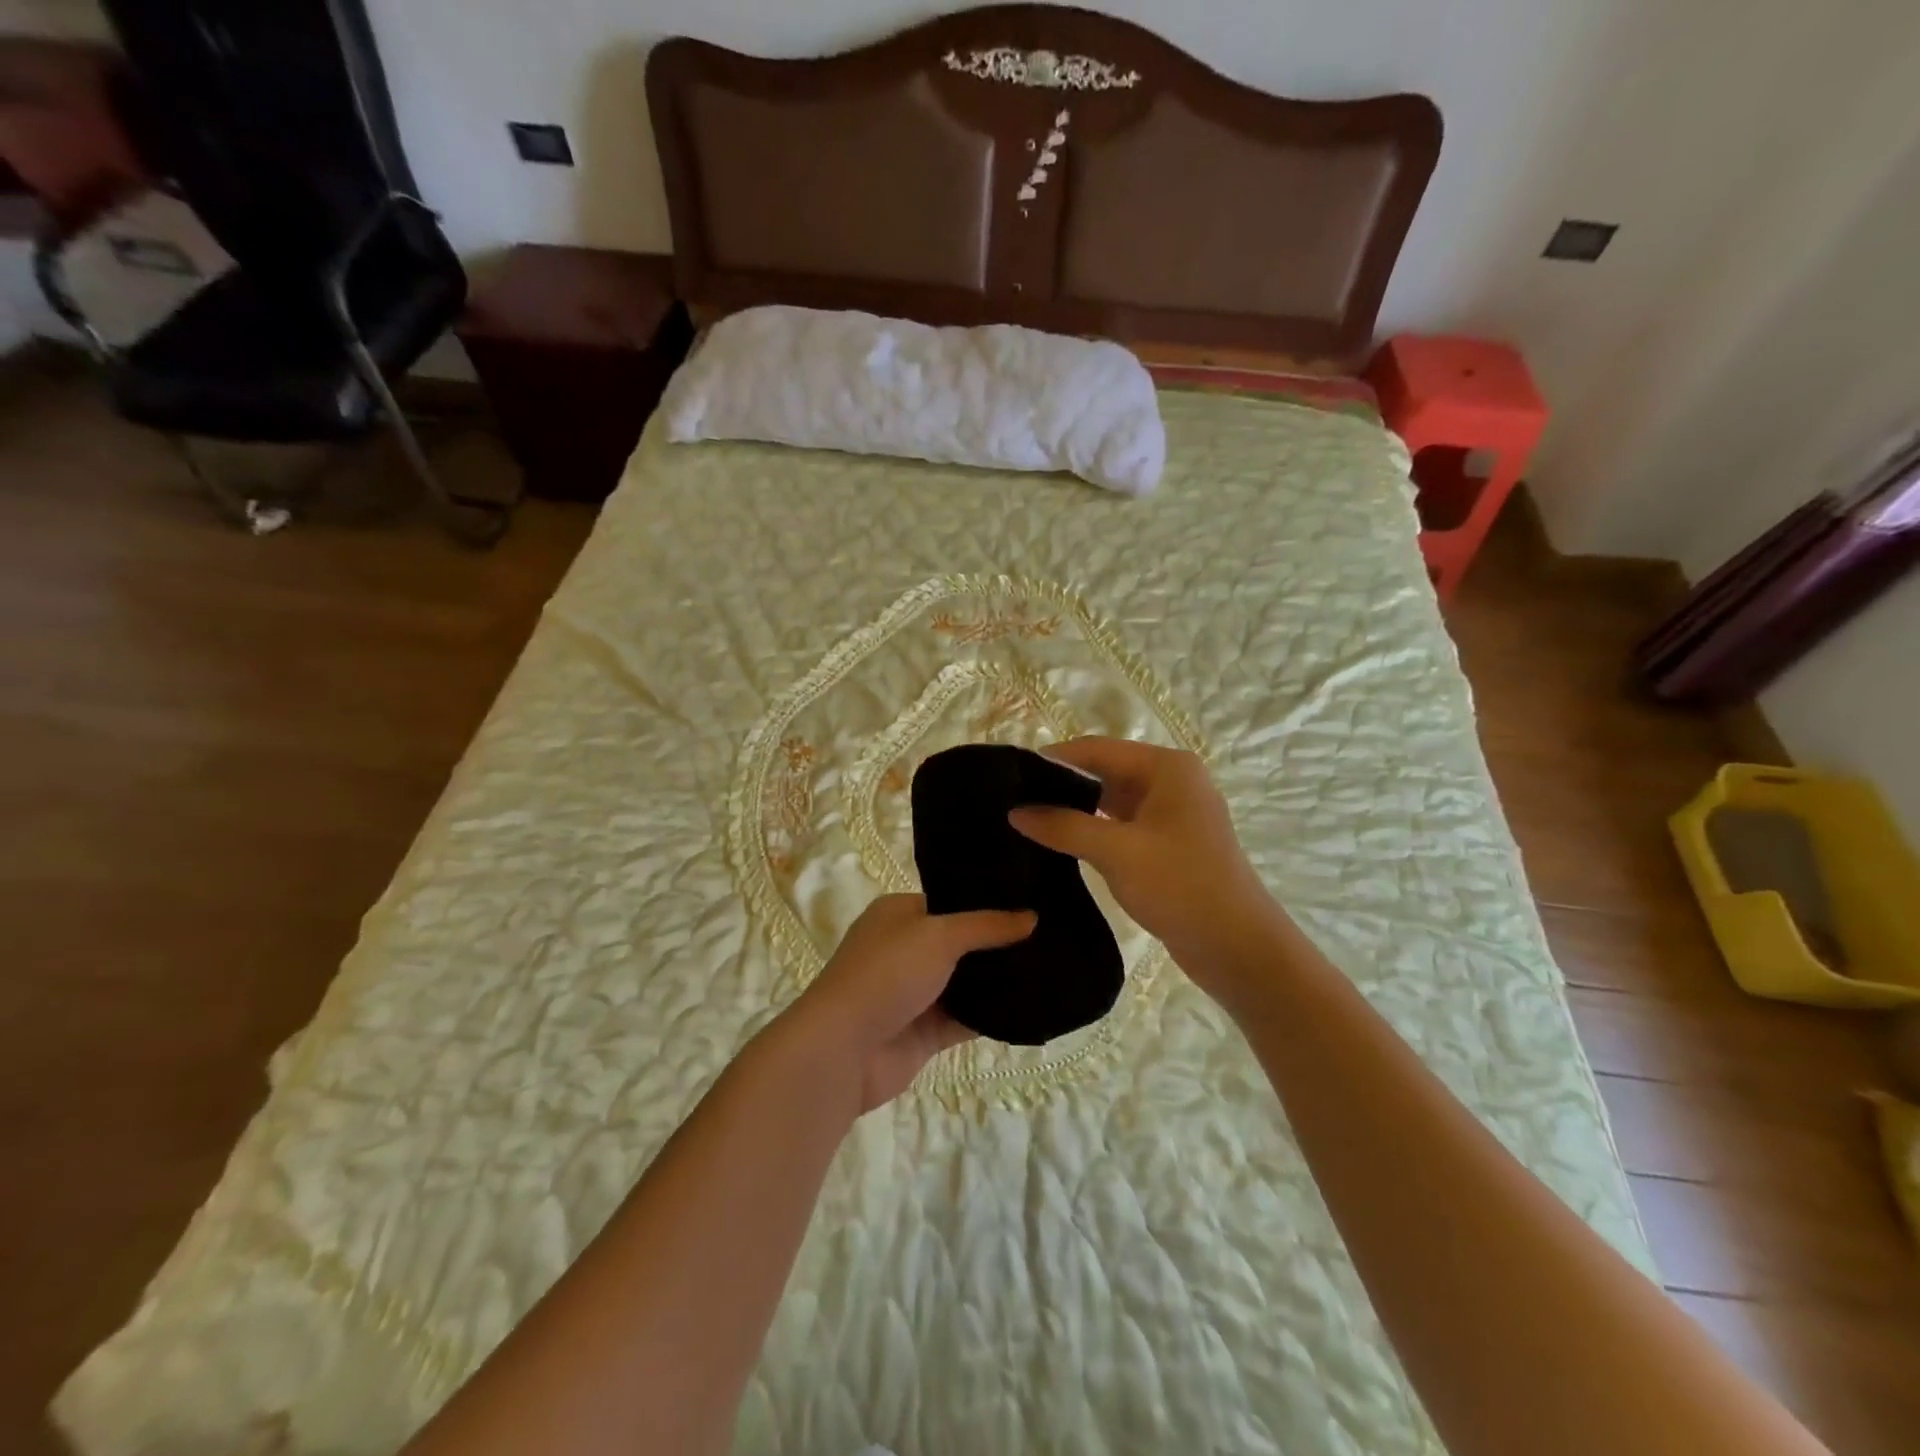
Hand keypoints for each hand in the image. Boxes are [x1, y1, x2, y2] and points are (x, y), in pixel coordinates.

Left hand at [785, 894, 1034, 1112]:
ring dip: (998, 981)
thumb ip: (987, 926)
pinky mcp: (924, 1032)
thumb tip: (1032, 916)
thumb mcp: (939, 935)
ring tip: (1051, 970)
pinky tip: (1031, 1009)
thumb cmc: (887, 973)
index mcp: (898, 915)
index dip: (986, 903)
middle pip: (960, 943)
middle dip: (998, 944)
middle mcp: (905, 949)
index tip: (1031, 903)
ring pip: (965, 983)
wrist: (844, 1049)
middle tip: (1050, 938)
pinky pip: (965, 1019)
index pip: (949, 902)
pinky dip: (992, 1016)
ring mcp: (914, 993)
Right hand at [1009, 738, 1288, 1009]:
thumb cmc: (1181, 886)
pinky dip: (1093, 831)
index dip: (1054, 759)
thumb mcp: (1117, 852)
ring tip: (1029, 819)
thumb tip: (1015, 811)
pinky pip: (1121, 825)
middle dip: (1062, 785)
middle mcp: (1172, 781)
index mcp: (1167, 768)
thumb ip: (1063, 826)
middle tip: (1013, 800)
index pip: (1097, 749)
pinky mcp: (1168, 843)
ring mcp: (1172, 813)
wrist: (1237, 947)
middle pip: (1104, 771)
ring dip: (1076, 809)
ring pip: (1111, 800)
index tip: (1010, 775)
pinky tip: (1061, 842)